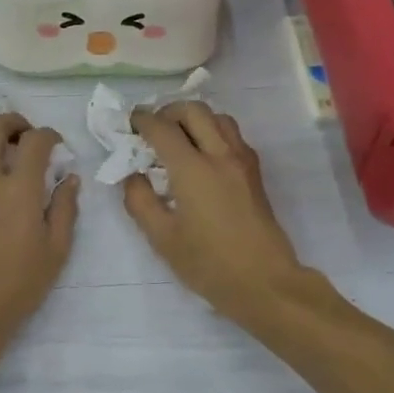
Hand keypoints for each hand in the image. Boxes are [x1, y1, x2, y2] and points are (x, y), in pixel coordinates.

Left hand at [0, 113, 79, 350]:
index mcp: (18, 190)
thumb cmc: (18, 285)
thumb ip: (64, 209)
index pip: (33, 141)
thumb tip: (69, 179)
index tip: (58, 145)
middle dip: (13, 122)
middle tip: (29, 136)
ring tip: (4, 146)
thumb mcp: (55, 250)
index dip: (49, 135)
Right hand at [123, 102, 309, 323]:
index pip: (163, 128)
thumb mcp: (162, 238)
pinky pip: (232, 135)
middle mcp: (220, 155)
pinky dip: (213, 132)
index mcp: (193, 169)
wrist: (264, 282)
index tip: (129, 123)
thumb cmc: (208, 264)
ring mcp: (242, 161)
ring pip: (218, 117)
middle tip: (152, 130)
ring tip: (178, 139)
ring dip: (194, 119)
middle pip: (194, 110)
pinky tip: (201, 157)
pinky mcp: (255, 172)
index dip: (142, 120)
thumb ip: (140, 201)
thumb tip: (132, 175)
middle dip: (168, 112)